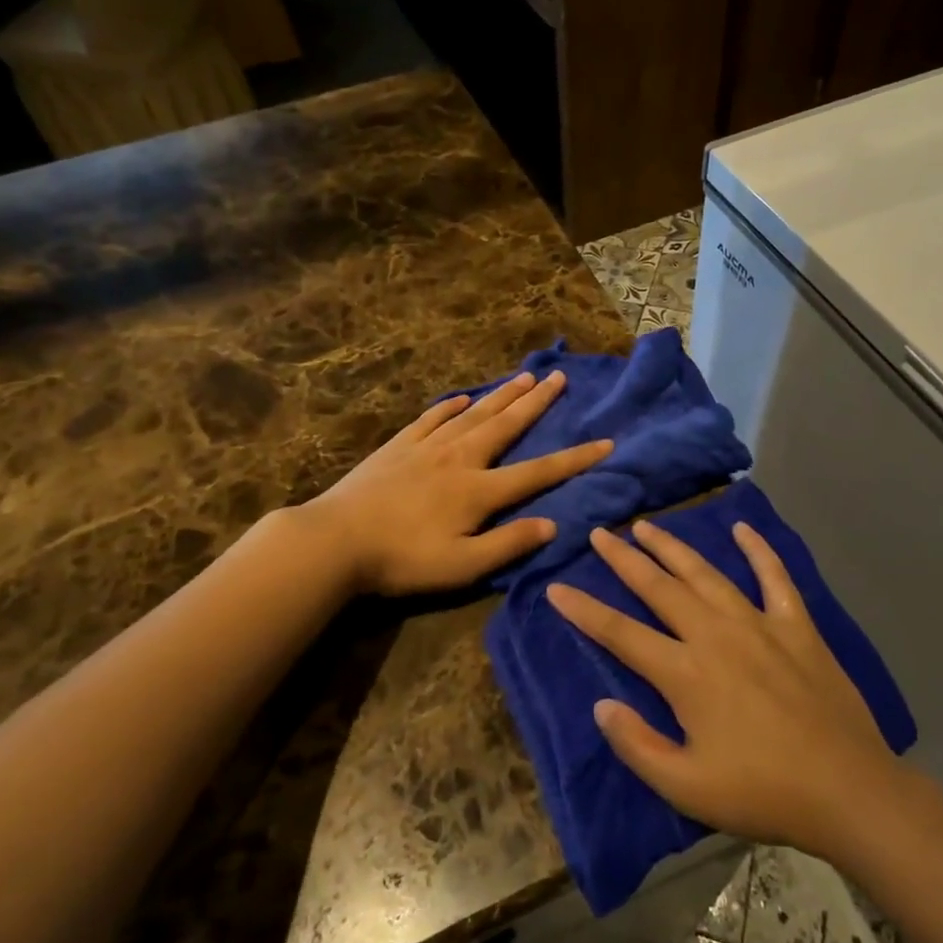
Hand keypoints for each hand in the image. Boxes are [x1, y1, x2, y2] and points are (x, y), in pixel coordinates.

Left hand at [304, 370, 612, 596]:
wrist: (336, 539)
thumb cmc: (403, 559)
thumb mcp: (463, 566)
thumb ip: (509, 544)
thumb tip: (553, 524)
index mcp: (479, 489)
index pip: (538, 471)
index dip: (575, 458)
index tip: (606, 442)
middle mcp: (460, 458)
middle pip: (506, 425)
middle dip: (537, 402)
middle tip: (559, 377)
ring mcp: (427, 447)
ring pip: (474, 414)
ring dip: (502, 395)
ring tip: (524, 376)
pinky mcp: (399, 446)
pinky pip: (432, 418)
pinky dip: (451, 406)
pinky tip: (463, 398)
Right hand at [547, 519, 898, 858]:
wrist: (849, 791)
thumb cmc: (763, 793)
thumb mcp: (688, 788)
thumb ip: (638, 746)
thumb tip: (601, 705)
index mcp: (685, 674)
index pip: (620, 633)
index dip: (583, 610)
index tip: (556, 588)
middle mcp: (715, 635)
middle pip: (659, 588)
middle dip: (624, 559)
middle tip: (601, 534)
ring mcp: (758, 624)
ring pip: (706, 574)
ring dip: (673, 547)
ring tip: (647, 526)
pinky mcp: (796, 626)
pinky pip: (774, 578)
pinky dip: (758, 551)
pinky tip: (742, 529)